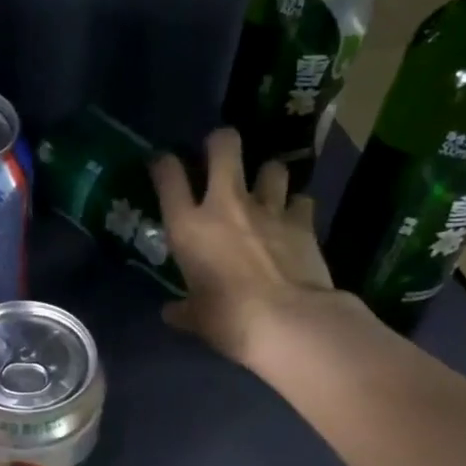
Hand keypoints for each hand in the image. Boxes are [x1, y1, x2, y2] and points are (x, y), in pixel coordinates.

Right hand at [151, 128, 349, 367]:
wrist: (289, 322)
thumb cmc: (229, 320)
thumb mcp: (197, 319)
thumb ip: (183, 310)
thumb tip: (172, 312)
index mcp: (189, 227)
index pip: (168, 176)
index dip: (163, 164)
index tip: (162, 165)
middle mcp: (226, 205)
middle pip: (224, 146)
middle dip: (221, 143)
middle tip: (220, 155)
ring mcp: (268, 208)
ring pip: (271, 166)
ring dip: (267, 176)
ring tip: (266, 190)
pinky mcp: (303, 220)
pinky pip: (301, 200)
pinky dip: (297, 207)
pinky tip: (295, 220)